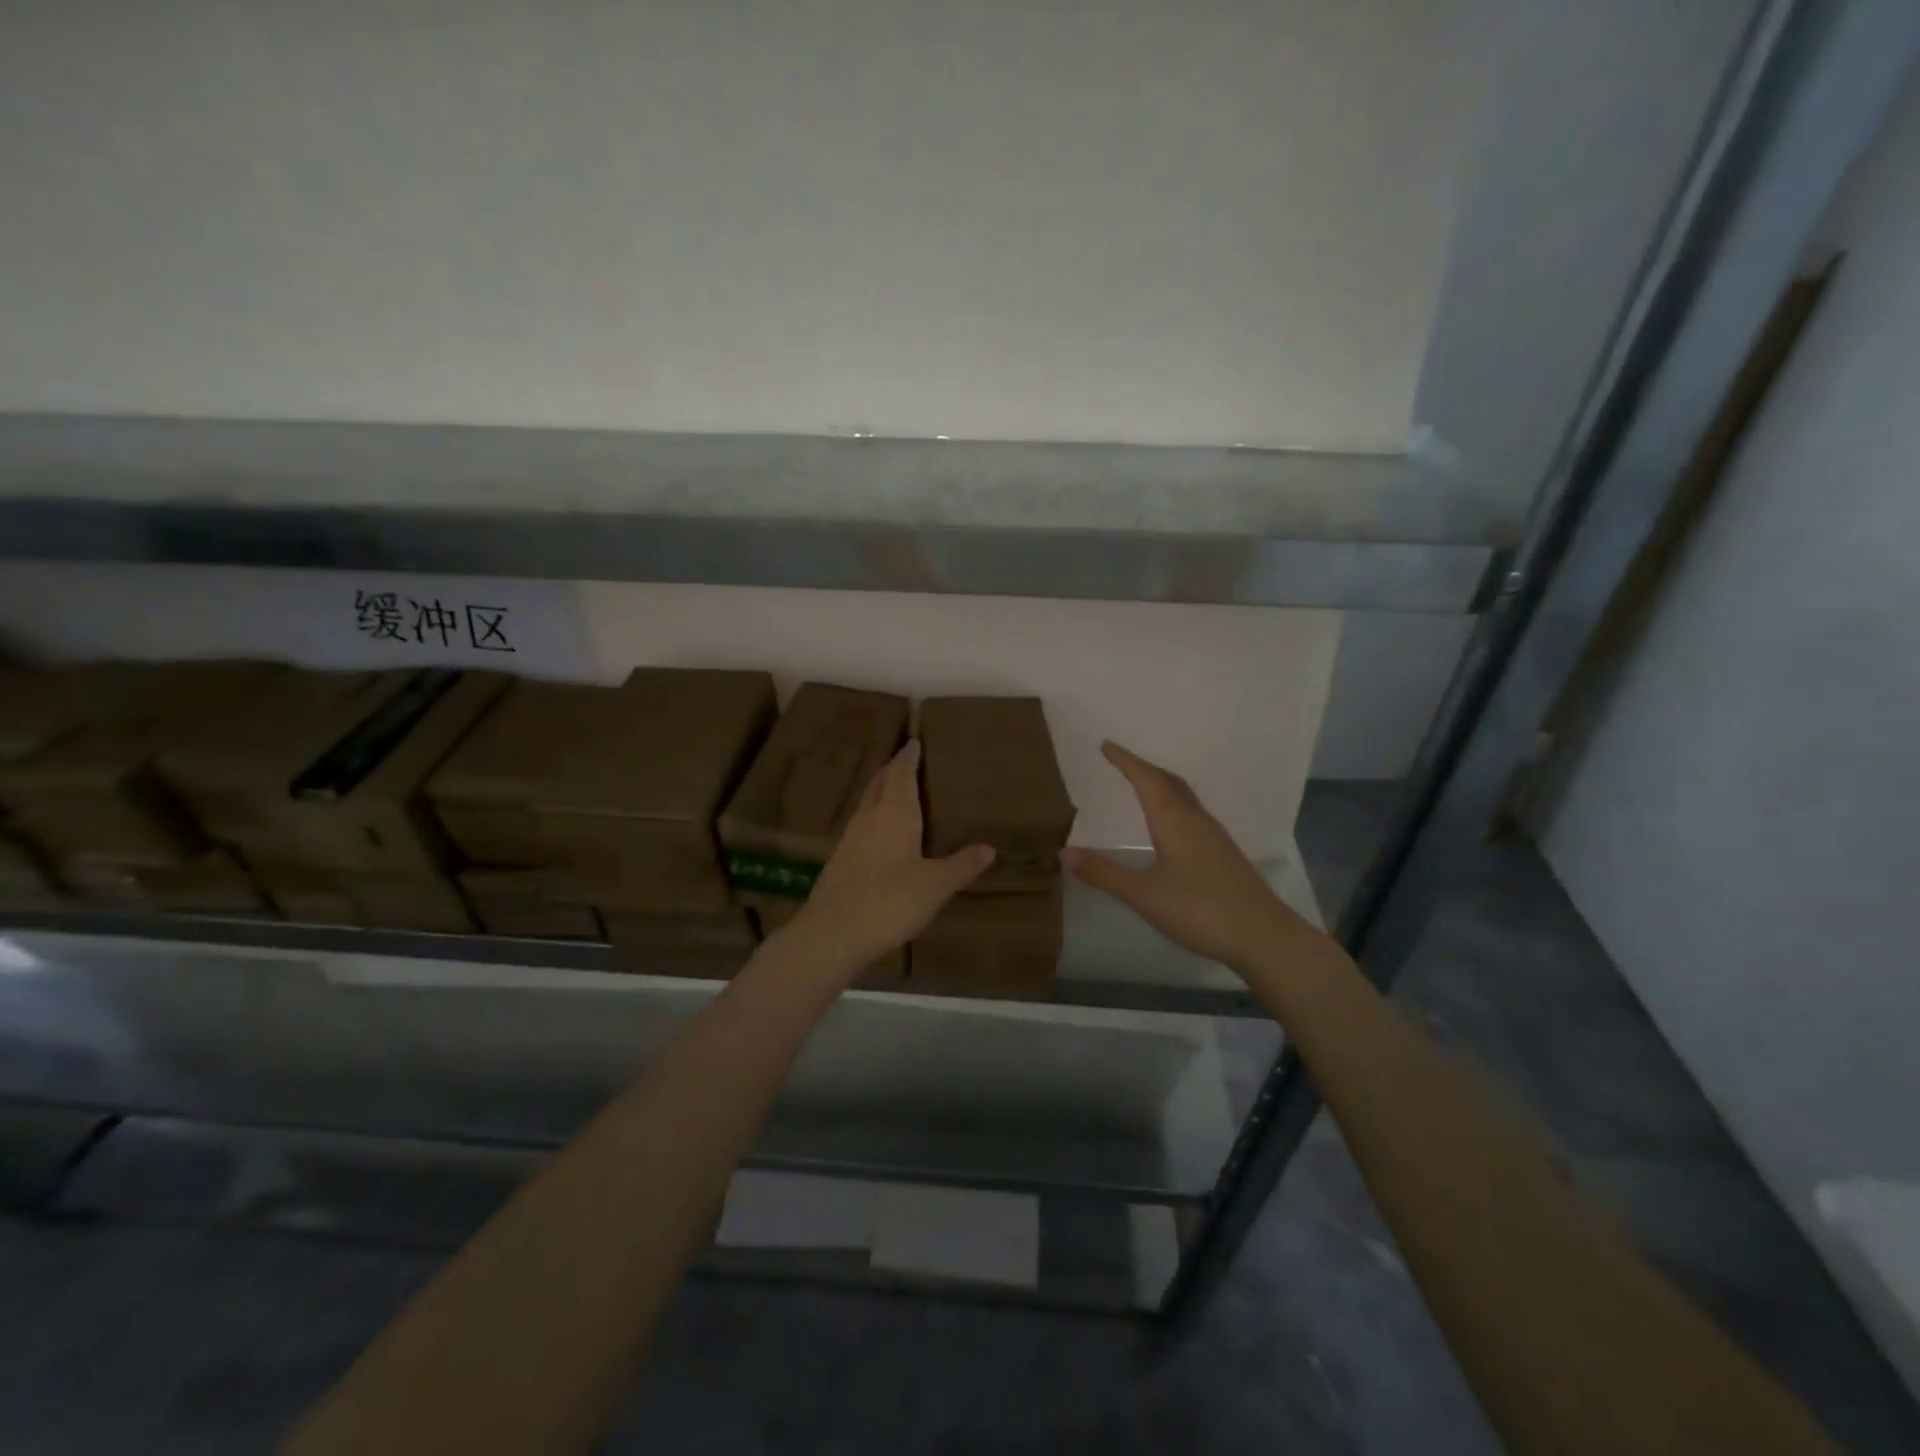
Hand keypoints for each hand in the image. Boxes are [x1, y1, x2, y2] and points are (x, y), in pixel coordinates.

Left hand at [791, 740, 994, 975]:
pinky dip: (873, 819)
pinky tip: (879, 835)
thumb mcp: (936, 885)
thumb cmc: (890, 901)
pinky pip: (861, 827)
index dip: (908, 758)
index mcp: (894, 814)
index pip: (901, 775)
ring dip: (880, 793)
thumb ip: (962, 865)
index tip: (913, 742)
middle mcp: (869, 818)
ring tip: (895, 792)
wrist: (833, 934)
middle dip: (892, 771)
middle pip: (879, 784)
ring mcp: (849, 839)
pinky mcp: (839, 861)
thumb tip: (990, 848)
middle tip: (905, 761)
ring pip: (867, 805)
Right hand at [1064, 741, 1313, 972]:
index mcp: (1174, 820)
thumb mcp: (1143, 894)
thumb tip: (1064, 852)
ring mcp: (1214, 836)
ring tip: (1142, 785)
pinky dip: (1173, 805)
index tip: (1106, 745)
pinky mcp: (1224, 853)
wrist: (1264, 936)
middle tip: (1121, 761)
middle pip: (1168, 782)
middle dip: (1143, 768)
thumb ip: (1104, 873)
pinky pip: (1192, 813)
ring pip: (1183, 797)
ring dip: (1160, 784)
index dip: (1125, 760)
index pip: (1146, 779)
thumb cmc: (1199, 909)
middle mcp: (1196, 820)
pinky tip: (1171, 825)